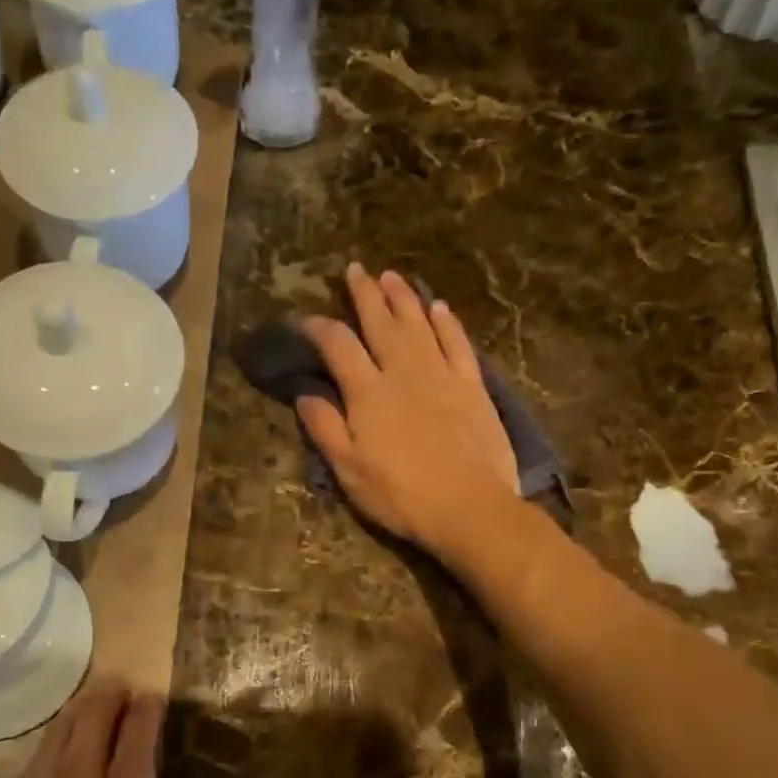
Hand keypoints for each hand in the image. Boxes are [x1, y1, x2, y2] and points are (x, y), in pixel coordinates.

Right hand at [298, 265, 519, 551]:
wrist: (470, 508)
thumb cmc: (402, 496)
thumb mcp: (350, 471)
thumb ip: (325, 428)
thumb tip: (305, 394)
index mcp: (368, 392)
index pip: (338, 345)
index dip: (319, 328)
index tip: (306, 321)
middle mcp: (403, 371)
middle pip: (380, 322)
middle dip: (365, 294)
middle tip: (355, 269)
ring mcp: (442, 374)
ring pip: (419, 323)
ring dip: (403, 297)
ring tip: (391, 276)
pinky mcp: (473, 386)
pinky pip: (458, 343)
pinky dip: (447, 322)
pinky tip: (438, 307)